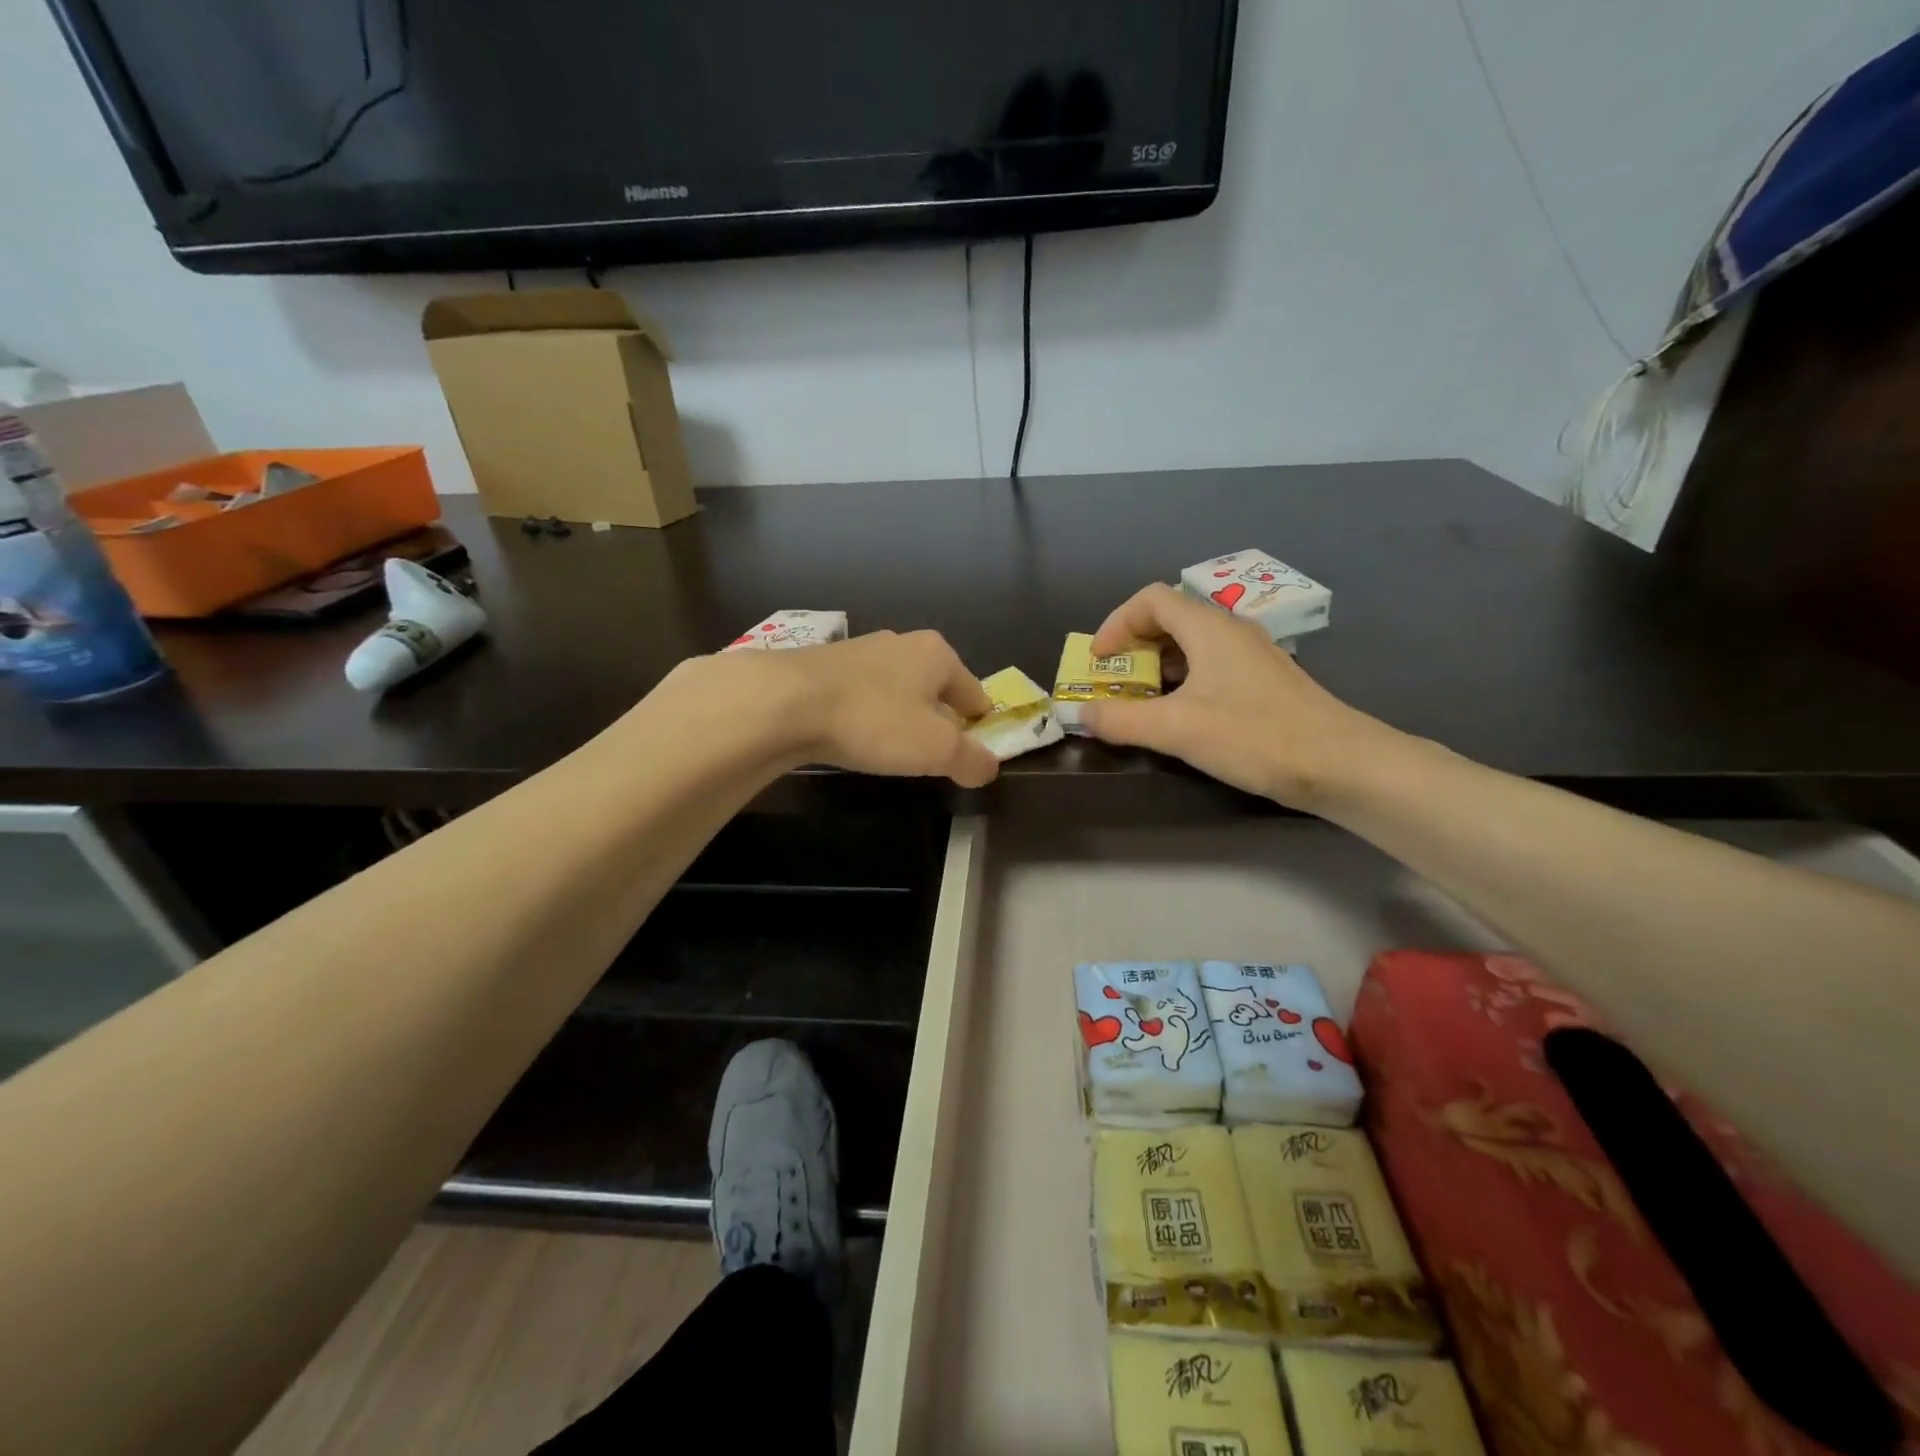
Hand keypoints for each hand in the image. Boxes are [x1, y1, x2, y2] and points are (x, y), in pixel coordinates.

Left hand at [697, 631, 1000, 787]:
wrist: (784, 702)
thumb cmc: (874, 720)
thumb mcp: (936, 750)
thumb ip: (971, 760)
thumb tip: (989, 768)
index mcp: (937, 654)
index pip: (974, 692)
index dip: (978, 725)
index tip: (971, 752)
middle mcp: (901, 643)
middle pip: (934, 688)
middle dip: (937, 719)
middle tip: (930, 755)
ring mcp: (859, 650)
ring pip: (895, 689)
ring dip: (898, 716)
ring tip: (889, 749)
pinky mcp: (822, 665)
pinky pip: (859, 695)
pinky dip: (864, 715)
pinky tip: (852, 736)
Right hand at [1081, 584, 1396, 808]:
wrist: (1340, 764)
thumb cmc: (1254, 737)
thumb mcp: (1177, 729)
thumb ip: (1121, 719)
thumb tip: (1081, 713)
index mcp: (1208, 628)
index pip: (1150, 599)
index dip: (1116, 624)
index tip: (1099, 661)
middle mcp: (1230, 630)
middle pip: (1169, 618)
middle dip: (1133, 647)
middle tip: (1115, 681)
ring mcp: (1251, 656)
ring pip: (1191, 645)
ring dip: (1157, 667)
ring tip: (1140, 701)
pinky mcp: (1263, 682)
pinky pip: (1210, 666)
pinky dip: (1182, 682)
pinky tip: (1181, 716)